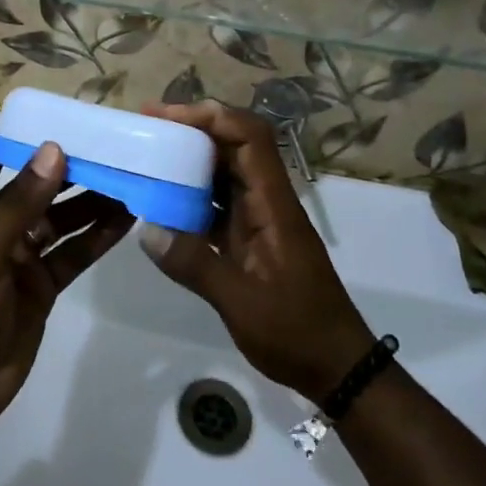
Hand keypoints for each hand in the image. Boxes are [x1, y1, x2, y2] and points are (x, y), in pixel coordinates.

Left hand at [0, 133, 132, 422]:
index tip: (57, 117)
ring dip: (89, 201)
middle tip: (108, 147)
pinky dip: (96, 237)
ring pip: (59, 218)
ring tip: (127, 179)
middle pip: (33, 185)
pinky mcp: (42, 282)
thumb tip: (54, 150)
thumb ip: (20, 203)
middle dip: (67, 167)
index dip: (18, 135)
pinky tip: (126, 220)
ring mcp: (20, 254)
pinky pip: (72, 252)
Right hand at [138, 102, 374, 403]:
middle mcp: (268, 202)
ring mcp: (259, 221)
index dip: (211, 117)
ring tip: (149, 155)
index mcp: (274, 205)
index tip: (167, 116)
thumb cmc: (298, 332)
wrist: (337, 368)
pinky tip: (162, 203)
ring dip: (191, 160)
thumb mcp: (242, 304)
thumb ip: (196, 266)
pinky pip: (219, 203)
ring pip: (225, 172)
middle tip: (148, 127)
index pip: (249, 138)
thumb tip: (147, 230)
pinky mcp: (250, 241)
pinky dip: (192, 195)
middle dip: (194, 129)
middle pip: (235, 145)